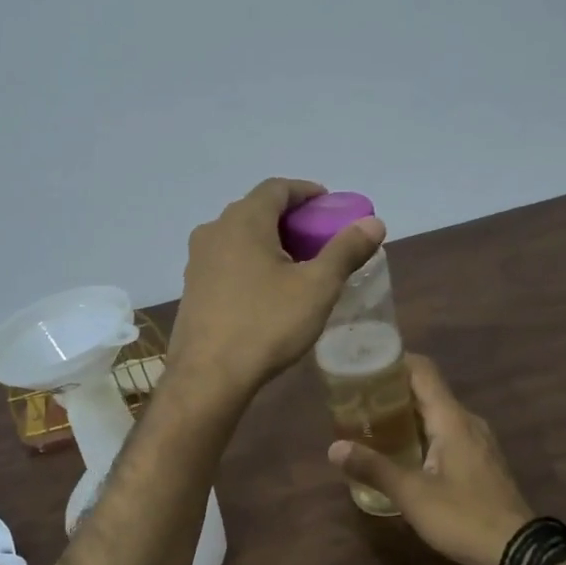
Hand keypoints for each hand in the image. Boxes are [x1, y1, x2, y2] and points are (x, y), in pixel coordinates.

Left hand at [166, 179, 384, 401]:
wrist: (208, 376)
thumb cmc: (266, 325)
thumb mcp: (317, 287)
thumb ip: (345, 251)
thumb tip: (373, 222)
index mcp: (244, 220)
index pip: (277, 188)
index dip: (306, 192)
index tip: (330, 207)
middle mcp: (215, 230)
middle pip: (257, 210)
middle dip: (290, 219)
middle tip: (319, 239)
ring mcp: (198, 260)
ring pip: (240, 237)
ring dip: (269, 241)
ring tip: (297, 265)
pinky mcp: (192, 287)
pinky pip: (227, 260)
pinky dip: (251, 262)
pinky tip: (267, 290)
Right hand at [329, 354, 533, 564]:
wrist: (517, 552)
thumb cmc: (463, 516)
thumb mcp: (412, 494)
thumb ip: (373, 468)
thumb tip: (334, 448)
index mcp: (452, 419)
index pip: (423, 371)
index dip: (395, 361)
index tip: (365, 364)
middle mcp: (467, 422)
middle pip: (428, 391)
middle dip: (393, 390)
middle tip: (357, 397)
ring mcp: (477, 442)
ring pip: (438, 414)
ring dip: (407, 413)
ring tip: (372, 422)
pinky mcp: (480, 461)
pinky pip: (447, 433)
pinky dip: (422, 432)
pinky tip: (402, 450)